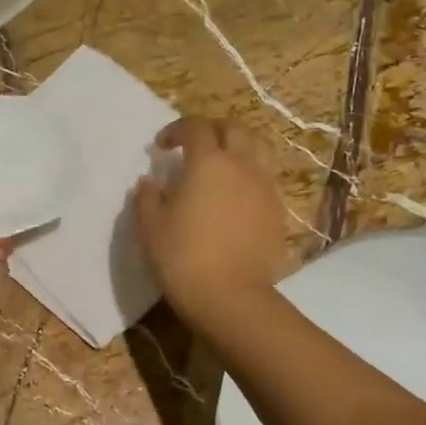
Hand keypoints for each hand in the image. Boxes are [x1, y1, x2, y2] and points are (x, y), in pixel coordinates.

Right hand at [132, 117, 292, 325]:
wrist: (231, 297)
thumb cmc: (183, 258)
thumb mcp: (151, 227)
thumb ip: (147, 198)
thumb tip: (149, 183)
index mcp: (209, 163)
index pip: (196, 127)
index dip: (177, 130)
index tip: (162, 147)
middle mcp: (243, 166)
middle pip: (234, 129)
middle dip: (212, 131)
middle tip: (194, 148)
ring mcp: (265, 189)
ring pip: (257, 152)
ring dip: (236, 151)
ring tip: (219, 171)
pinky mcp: (278, 213)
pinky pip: (264, 182)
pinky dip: (248, 179)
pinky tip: (234, 201)